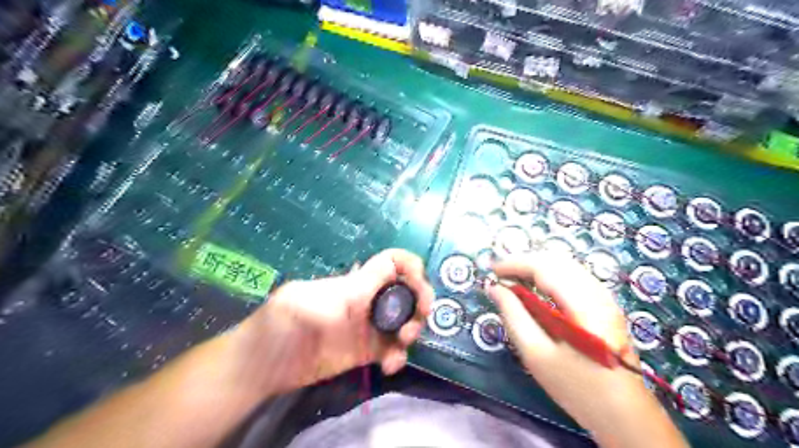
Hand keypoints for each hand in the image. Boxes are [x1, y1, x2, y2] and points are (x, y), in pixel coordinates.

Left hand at [228, 248, 434, 395]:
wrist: (262, 365)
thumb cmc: (277, 325)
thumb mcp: (302, 302)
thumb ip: (340, 295)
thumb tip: (372, 293)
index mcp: (356, 283)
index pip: (391, 263)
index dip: (411, 267)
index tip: (419, 286)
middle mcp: (367, 301)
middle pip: (406, 291)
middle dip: (419, 303)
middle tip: (414, 325)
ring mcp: (367, 327)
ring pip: (404, 320)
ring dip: (411, 332)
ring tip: (400, 346)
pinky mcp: (365, 352)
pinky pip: (392, 350)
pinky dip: (398, 356)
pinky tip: (389, 366)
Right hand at [488, 252, 687, 447]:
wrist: (624, 415)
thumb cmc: (577, 388)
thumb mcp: (537, 354)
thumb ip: (514, 315)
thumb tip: (494, 288)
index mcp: (584, 304)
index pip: (545, 267)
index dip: (515, 263)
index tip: (491, 270)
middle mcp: (597, 292)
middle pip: (556, 260)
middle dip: (524, 261)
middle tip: (499, 275)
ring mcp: (604, 297)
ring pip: (565, 265)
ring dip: (536, 266)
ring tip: (513, 280)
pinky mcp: (605, 305)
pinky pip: (573, 276)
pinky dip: (549, 275)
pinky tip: (536, 289)